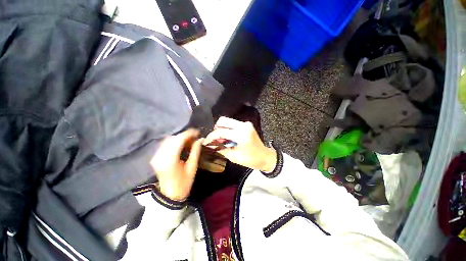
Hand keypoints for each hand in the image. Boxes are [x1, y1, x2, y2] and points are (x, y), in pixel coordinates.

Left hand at [150, 129, 202, 200]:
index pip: (178, 140)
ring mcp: (156, 157)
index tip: (197, 132)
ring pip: (168, 140)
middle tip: (195, 137)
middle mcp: (160, 156)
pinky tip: (181, 145)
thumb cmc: (184, 183)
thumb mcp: (192, 167)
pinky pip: (165, 145)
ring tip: (189, 140)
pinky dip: (174, 142)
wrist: (170, 195)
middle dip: (184, 135)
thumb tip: (200, 139)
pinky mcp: (155, 158)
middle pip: (172, 139)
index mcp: (170, 160)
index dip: (188, 134)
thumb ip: (195, 151)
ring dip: (179, 138)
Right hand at [204, 117, 276, 171]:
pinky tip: (227, 138)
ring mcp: (246, 124)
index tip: (206, 141)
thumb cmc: (251, 159)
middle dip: (216, 129)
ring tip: (221, 140)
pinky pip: (232, 124)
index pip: (221, 131)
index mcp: (241, 135)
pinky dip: (227, 129)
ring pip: (227, 121)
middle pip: (223, 120)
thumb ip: (220, 148)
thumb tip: (209, 144)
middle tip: (215, 139)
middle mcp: (243, 125)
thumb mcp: (234, 156)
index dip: (211, 136)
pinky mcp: (246, 124)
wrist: (265, 156)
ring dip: (221, 129)